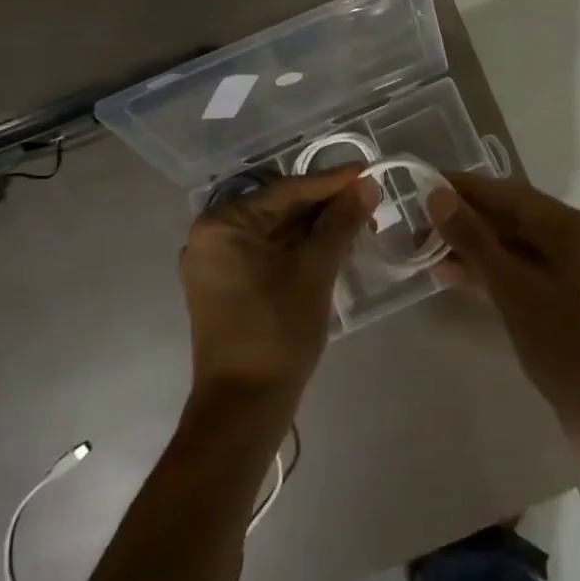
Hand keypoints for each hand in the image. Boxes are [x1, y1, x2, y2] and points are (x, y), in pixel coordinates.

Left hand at [181, 168, 378, 405]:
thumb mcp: (315, 271)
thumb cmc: (277, 332)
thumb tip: (366, 185)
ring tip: (358, 225)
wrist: (243, 409)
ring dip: (315, 229)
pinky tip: (331, 248)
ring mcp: (214, 263)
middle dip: (325, 207)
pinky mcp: (224, 286)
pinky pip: (265, 253)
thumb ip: (340, 223)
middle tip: (368, 201)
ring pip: (274, 232)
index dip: (331, 182)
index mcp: (223, 224)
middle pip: (278, 208)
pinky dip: (298, 249)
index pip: (285, 190)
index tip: (367, 171)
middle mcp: (211, 236)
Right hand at [431, 175, 579, 479]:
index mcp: (575, 228)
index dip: (465, 187)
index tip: (424, 181)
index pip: (510, 194)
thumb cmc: (570, 347)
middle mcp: (579, 242)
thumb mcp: (514, 290)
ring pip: (516, 249)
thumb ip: (474, 240)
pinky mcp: (569, 303)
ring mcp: (576, 274)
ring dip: (475, 249)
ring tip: (425, 247)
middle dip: (466, 220)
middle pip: (514, 219)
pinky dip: (492, 274)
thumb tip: (437, 196)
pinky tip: (453, 276)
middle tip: (418, 220)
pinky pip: (524, 275)